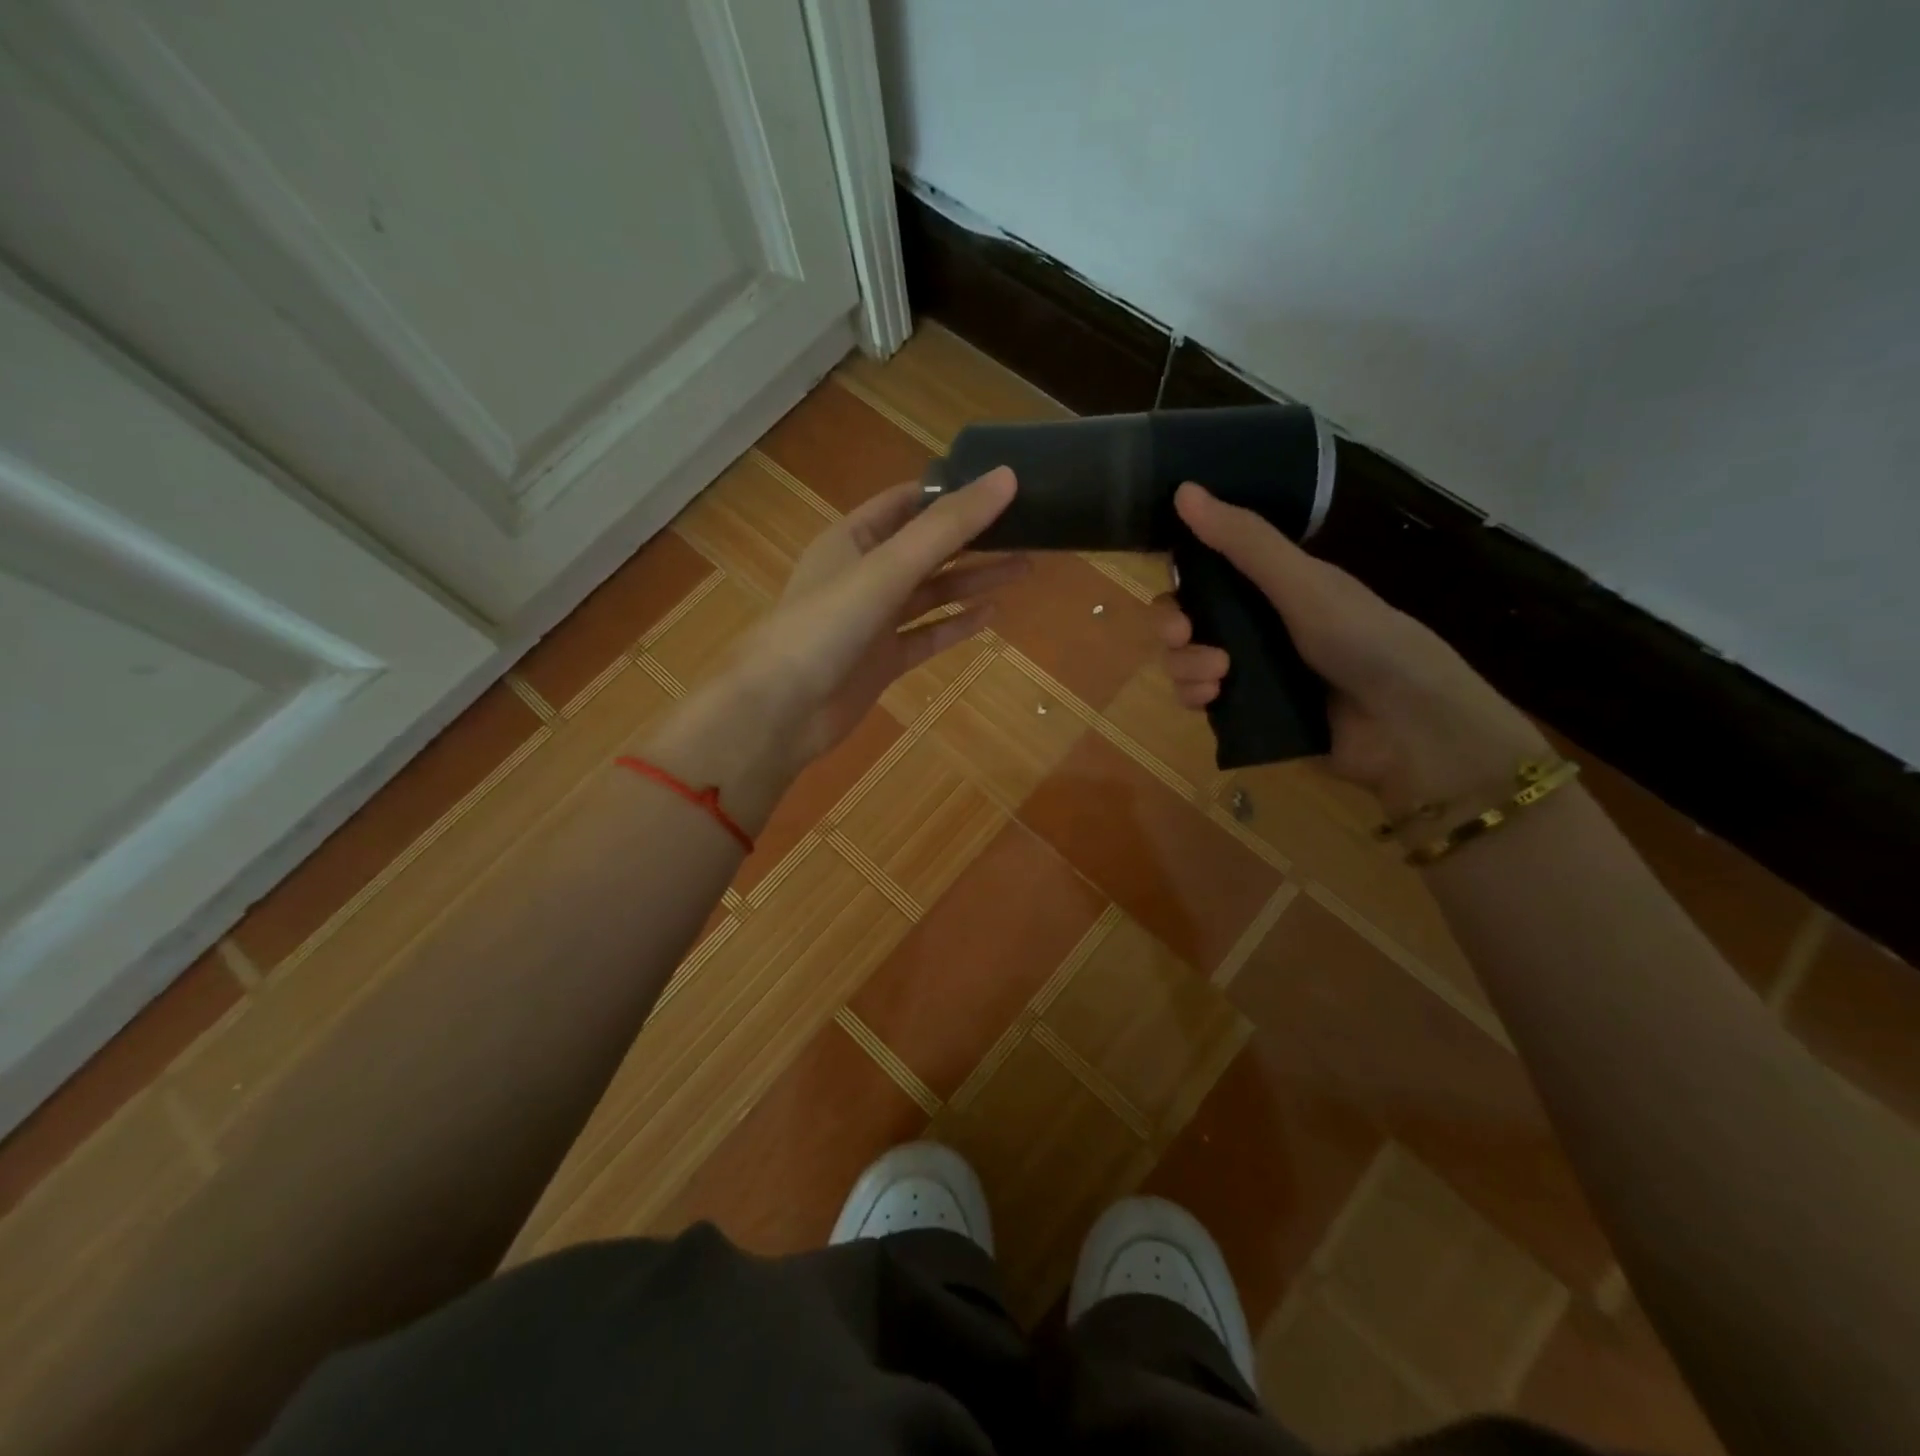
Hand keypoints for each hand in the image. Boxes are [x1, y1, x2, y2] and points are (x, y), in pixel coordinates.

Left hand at [755, 468, 1025, 761]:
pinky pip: (926, 636)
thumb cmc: (826, 625)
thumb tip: (1006, 478)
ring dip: (973, 581)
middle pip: (926, 549)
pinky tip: (992, 615)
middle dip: (972, 539)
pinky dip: (956, 625)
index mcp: (852, 539)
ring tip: (1024, 567)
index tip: (998, 485)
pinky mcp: (882, 661)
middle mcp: (863, 575)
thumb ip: (946, 528)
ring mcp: (873, 622)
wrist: (780, 710)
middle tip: (1028, 529)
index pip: (906, 503)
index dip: (949, 492)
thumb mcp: (887, 568)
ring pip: (931, 594)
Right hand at [1157, 482, 1546, 815]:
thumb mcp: (1302, 584)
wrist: (1406, 725)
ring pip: (1185, 662)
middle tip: (1185, 635)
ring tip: (1217, 678)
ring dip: (1184, 667)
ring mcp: (1249, 672)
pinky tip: (1212, 701)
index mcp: (1270, 586)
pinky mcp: (1246, 714)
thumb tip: (1184, 489)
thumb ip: (1244, 542)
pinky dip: (1195, 698)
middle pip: (1185, 621)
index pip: (1203, 574)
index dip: (1178, 579)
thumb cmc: (1362, 640)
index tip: (1175, 587)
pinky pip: (1199, 701)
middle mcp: (1254, 626)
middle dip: (1173, 629)